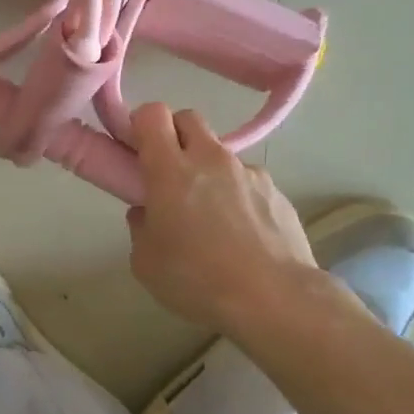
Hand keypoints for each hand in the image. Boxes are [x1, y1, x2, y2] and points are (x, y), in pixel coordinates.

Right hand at [126, 103, 316, 333]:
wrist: (274, 299)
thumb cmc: (198, 280)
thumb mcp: (146, 262)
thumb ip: (141, 227)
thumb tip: (147, 213)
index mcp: (170, 170)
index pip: (152, 114)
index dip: (141, 125)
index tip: (137, 149)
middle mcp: (210, 159)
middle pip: (188, 119)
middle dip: (174, 136)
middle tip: (168, 173)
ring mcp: (248, 172)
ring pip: (220, 152)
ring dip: (208, 169)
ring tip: (211, 214)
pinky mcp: (276, 191)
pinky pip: (248, 180)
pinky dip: (238, 194)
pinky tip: (242, 233)